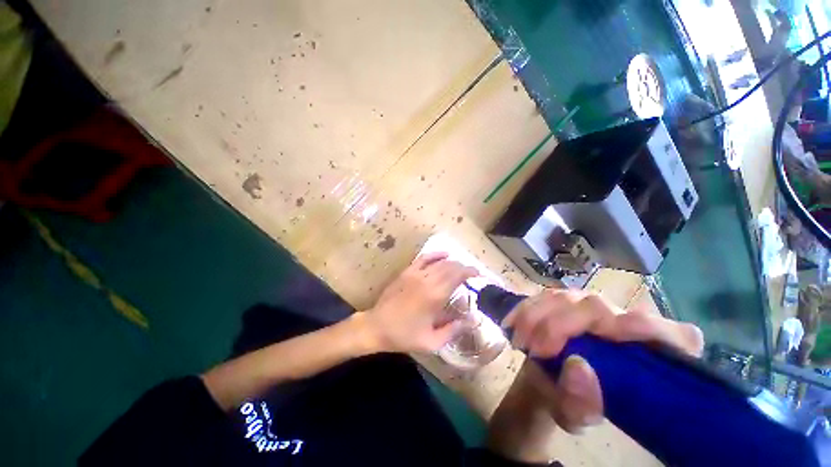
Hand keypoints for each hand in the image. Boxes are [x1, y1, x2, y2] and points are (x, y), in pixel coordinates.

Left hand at [362, 252, 477, 353]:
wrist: (377, 326)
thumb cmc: (404, 336)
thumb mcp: (432, 341)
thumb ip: (454, 330)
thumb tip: (473, 320)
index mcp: (435, 296)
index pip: (457, 276)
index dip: (469, 272)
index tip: (478, 274)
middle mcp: (427, 280)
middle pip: (450, 267)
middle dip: (463, 267)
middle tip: (471, 273)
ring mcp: (415, 273)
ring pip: (439, 262)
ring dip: (453, 262)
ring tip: (460, 267)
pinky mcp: (407, 272)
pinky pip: (424, 258)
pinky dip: (436, 254)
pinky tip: (444, 254)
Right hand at [502, 288, 703, 432]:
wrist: (547, 378)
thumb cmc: (572, 400)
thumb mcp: (577, 416)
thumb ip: (581, 403)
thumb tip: (578, 366)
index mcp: (650, 354)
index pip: (676, 335)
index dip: (650, 330)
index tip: (609, 335)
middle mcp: (625, 322)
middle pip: (599, 308)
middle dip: (561, 325)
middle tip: (536, 349)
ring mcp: (594, 306)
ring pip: (566, 298)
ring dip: (538, 317)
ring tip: (521, 341)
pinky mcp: (566, 299)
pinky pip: (545, 296)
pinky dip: (526, 310)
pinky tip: (513, 325)